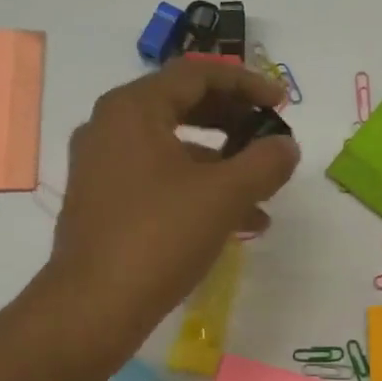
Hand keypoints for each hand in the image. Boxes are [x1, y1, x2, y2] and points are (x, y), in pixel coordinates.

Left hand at [37, 61, 300, 354]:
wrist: (94, 306)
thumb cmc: (159, 236)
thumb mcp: (225, 195)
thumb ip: (265, 162)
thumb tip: (287, 146)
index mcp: (133, 109)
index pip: (197, 74)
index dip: (247, 83)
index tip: (282, 102)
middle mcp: (111, 127)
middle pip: (184, 105)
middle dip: (235, 120)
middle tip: (270, 136)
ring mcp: (104, 167)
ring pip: (176, 147)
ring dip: (224, 161)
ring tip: (264, 188)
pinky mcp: (106, 202)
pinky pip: (162, 178)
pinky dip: (200, 188)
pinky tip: (239, 221)